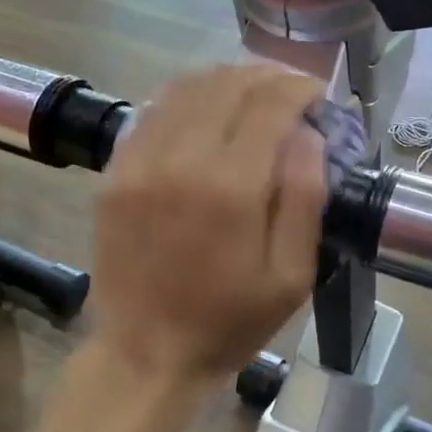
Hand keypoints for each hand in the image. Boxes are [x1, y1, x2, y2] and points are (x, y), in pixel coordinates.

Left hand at [88, 64, 327, 388]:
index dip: (299, 88)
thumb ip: (305, 198)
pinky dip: (184, 98)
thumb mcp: (291, 277)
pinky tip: (203, 108)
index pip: (269, 105)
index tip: (317, 93)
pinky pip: (150, 113)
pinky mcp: (114, 173)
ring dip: (225, 80)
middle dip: (266, 76)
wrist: (145, 354)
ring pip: (185, 89)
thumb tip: (308, 134)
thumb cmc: (229, 321)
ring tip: (251, 90)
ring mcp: (139, 163)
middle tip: (288, 87)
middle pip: (227, 86)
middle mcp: (181, 160)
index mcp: (231, 187)